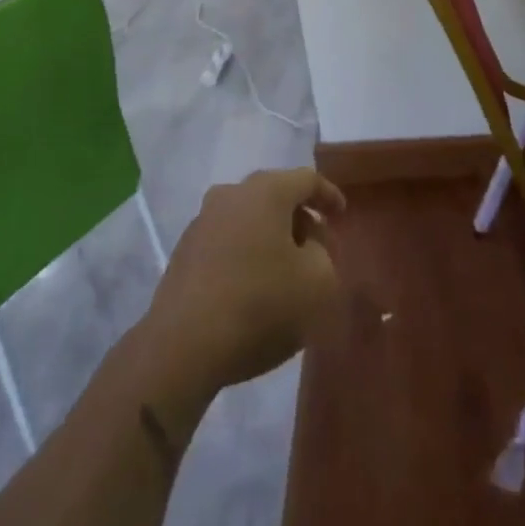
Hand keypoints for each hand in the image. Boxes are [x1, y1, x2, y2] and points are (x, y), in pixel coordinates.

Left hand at [143, 168, 345, 394]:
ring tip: (287, 271)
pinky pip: (228, 241)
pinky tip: (254, 288)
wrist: (182, 346)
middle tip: (319, 247)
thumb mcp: (317, 283)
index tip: (342, 214)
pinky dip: (248, 254)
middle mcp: (231, 194)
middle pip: (275, 195)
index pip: (306, 179)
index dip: (329, 195)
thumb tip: (308, 246)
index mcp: (266, 191)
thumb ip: (323, 254)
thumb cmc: (260, 305)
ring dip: (272, 237)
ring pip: (250, 218)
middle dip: (300, 218)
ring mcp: (203, 221)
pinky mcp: (185, 252)